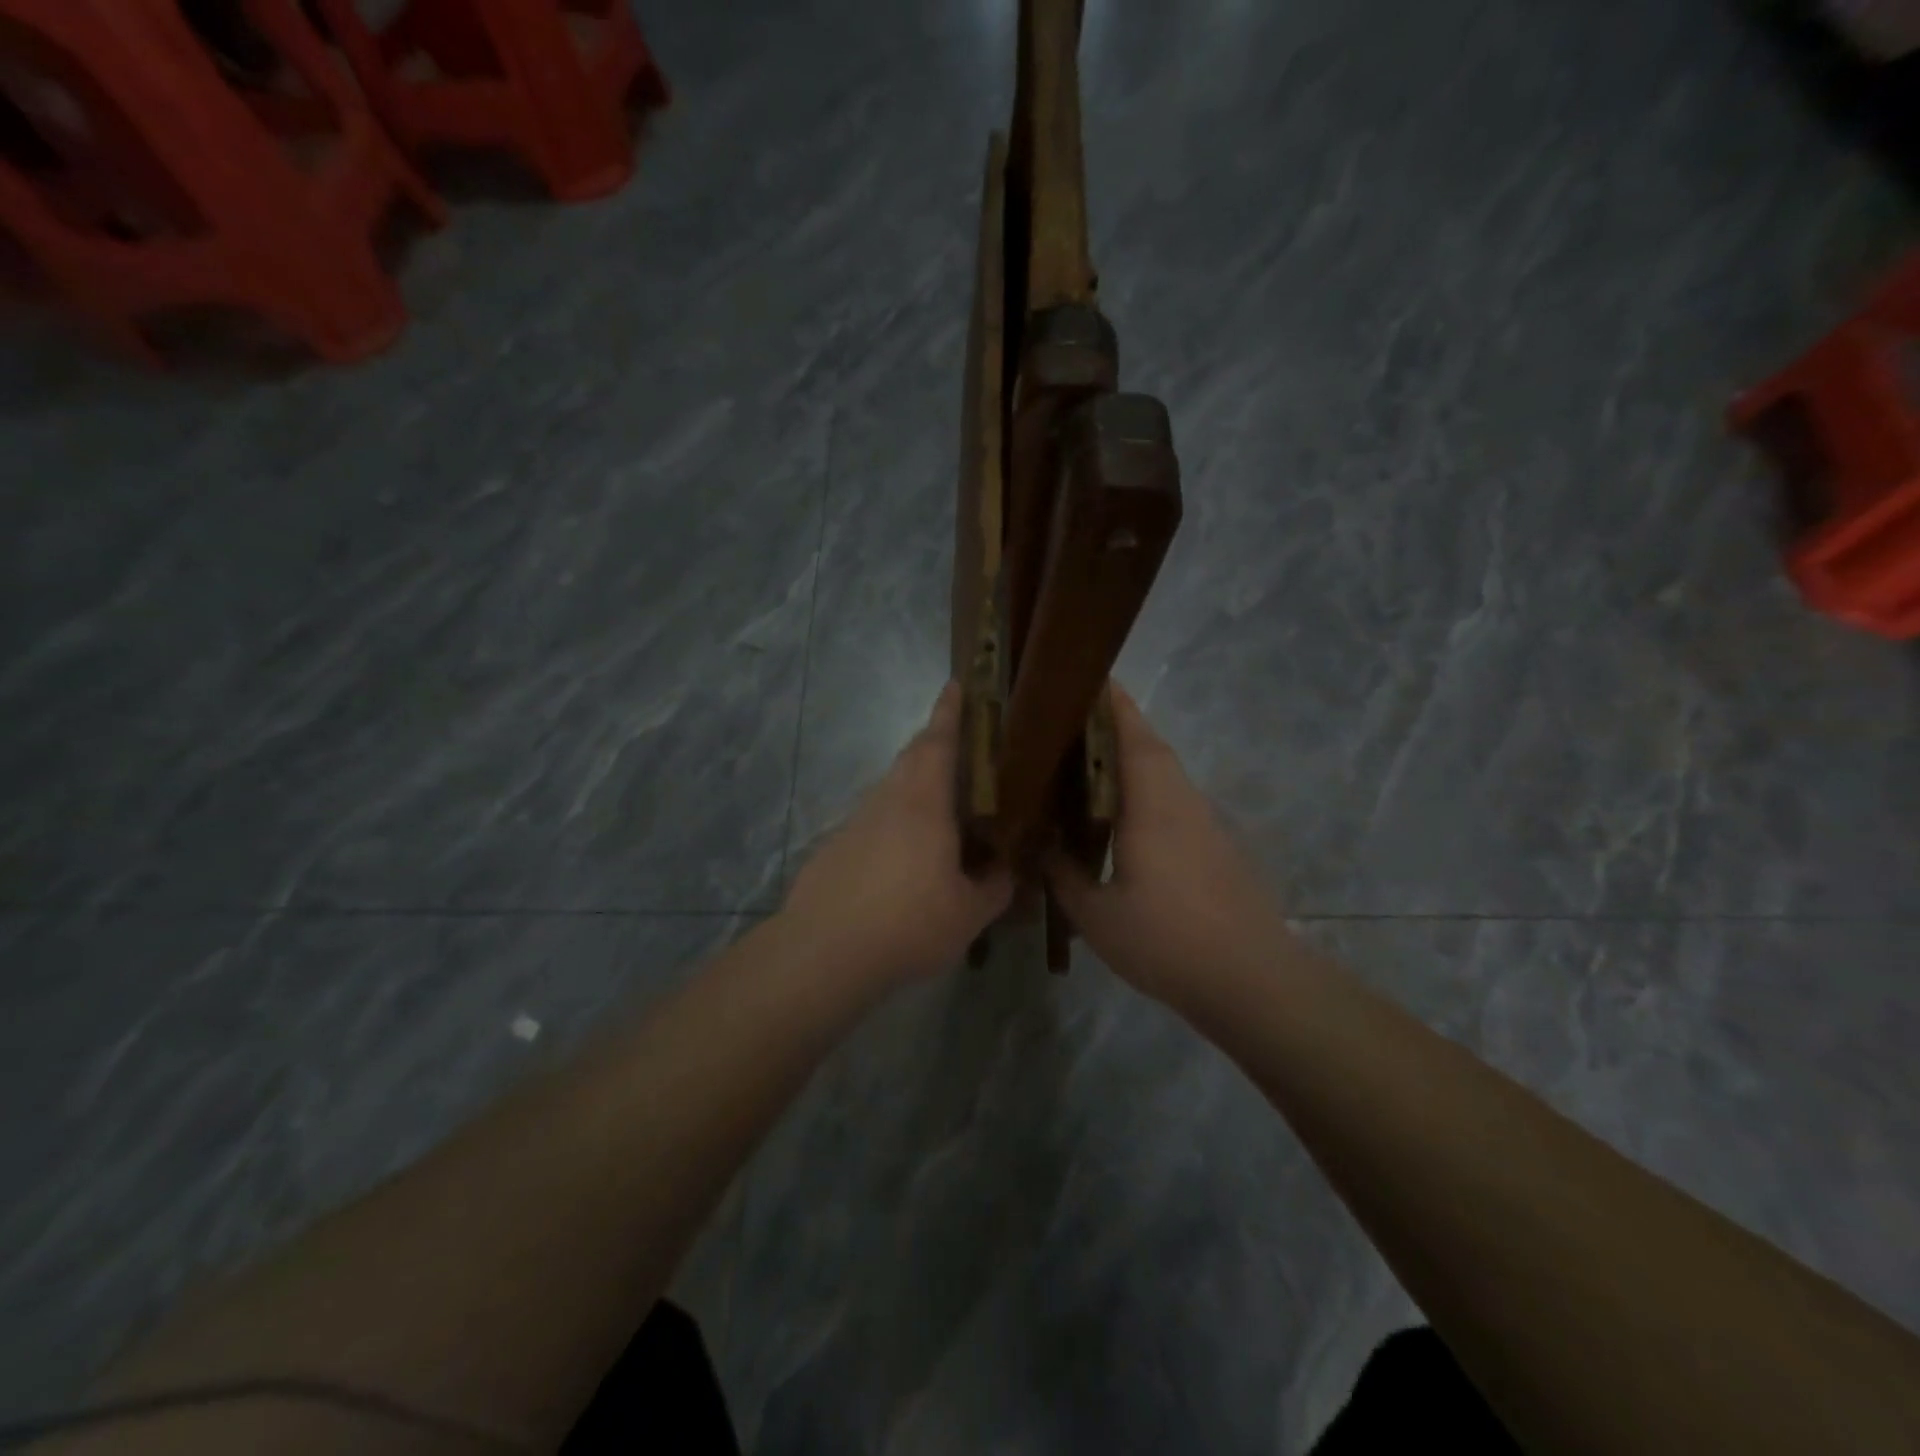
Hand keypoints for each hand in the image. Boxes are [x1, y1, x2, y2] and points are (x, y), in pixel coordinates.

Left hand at [783, 683, 1013, 985]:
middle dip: (935, 741)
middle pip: (912, 757)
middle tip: (962, 745)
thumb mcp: (969, 913)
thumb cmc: (908, 923)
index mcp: (924, 802)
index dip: (949, 711)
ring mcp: (856, 822)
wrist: (823, 951)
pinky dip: (896, 822)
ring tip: (943, 807)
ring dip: (916, 784)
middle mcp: (887, 800)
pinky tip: (905, 858)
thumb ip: (995, 887)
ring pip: (892, 788)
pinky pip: (875, 821)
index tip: (955, 683)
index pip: (938, 740)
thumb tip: (1008, 872)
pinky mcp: (836, 847)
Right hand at [1047, 686, 1297, 1010]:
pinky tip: (1120, 816)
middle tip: (1067, 722)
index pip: (1130, 734)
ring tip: (1084, 764)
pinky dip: (1145, 789)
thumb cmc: (1167, 940)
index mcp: (1152, 803)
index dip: (1109, 702)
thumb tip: (1037, 843)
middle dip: (1114, 724)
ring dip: (1131, 757)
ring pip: (1164, 773)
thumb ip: (1062, 874)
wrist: (1251, 980)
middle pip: (1149, 745)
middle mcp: (1181, 800)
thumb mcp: (1096, 914)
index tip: (1082, 678)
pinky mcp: (1215, 845)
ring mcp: (1204, 822)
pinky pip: (1173, 799)